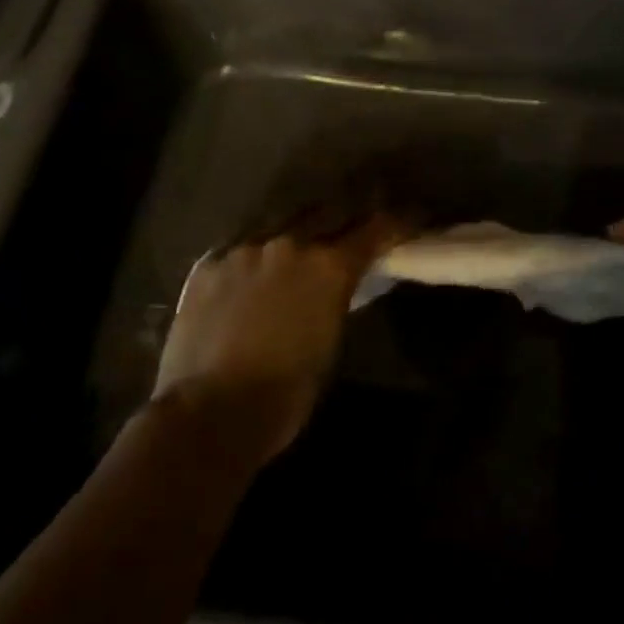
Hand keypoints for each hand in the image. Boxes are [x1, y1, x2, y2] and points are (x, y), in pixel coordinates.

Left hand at [154, 212, 408, 466]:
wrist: (208, 414)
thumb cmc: (285, 393)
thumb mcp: (331, 339)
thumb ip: (338, 296)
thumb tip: (340, 283)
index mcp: (330, 265)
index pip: (377, 227)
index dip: (400, 220)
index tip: (415, 216)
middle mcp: (291, 243)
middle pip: (332, 209)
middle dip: (351, 212)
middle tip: (361, 219)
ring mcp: (246, 248)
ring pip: (284, 219)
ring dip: (302, 226)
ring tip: (304, 236)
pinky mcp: (209, 263)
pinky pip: (243, 242)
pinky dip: (258, 250)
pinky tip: (255, 265)